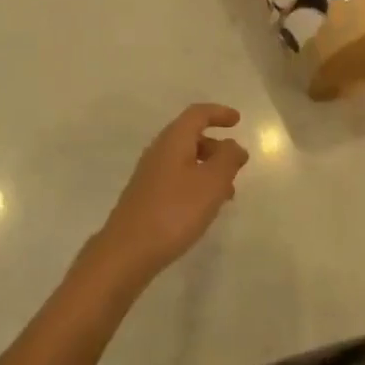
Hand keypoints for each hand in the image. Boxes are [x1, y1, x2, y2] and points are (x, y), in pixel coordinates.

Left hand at [89, 104, 247, 289]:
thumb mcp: (211, 183)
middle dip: (216, 146)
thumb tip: (233, 145)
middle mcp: (159, 151)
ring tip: (228, 192)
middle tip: (237, 164)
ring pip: (185, 160)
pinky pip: (177, 178)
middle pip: (190, 136)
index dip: (218, 113)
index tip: (237, 120)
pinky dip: (196, 183)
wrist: (127, 251)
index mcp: (174, 140)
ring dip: (208, 168)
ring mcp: (150, 174)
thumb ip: (227, 159)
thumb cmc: (174, 211)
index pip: (197, 114)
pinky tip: (205, 208)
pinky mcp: (147, 196)